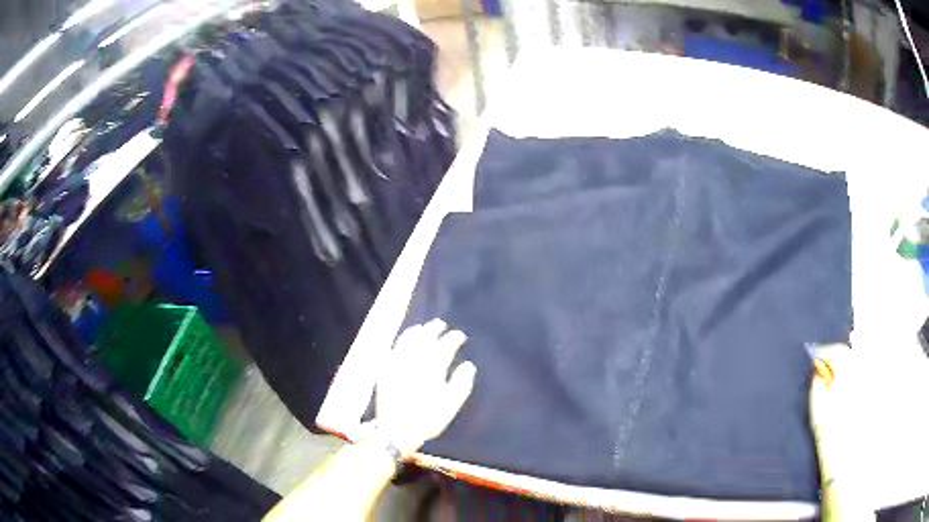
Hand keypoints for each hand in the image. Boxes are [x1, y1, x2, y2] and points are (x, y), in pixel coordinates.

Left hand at [374, 319, 476, 457]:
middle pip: (425, 339)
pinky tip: (404, 339)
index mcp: (433, 370)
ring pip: (408, 341)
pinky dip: (401, 341)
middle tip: (441, 324)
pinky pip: (394, 349)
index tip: (459, 335)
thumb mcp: (450, 406)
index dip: (453, 338)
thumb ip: (461, 384)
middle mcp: (415, 362)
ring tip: (423, 327)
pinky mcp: (386, 370)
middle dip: (434, 329)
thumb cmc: (427, 420)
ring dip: (417, 332)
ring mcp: (398, 365)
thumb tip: (469, 365)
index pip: (445, 346)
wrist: (396, 431)